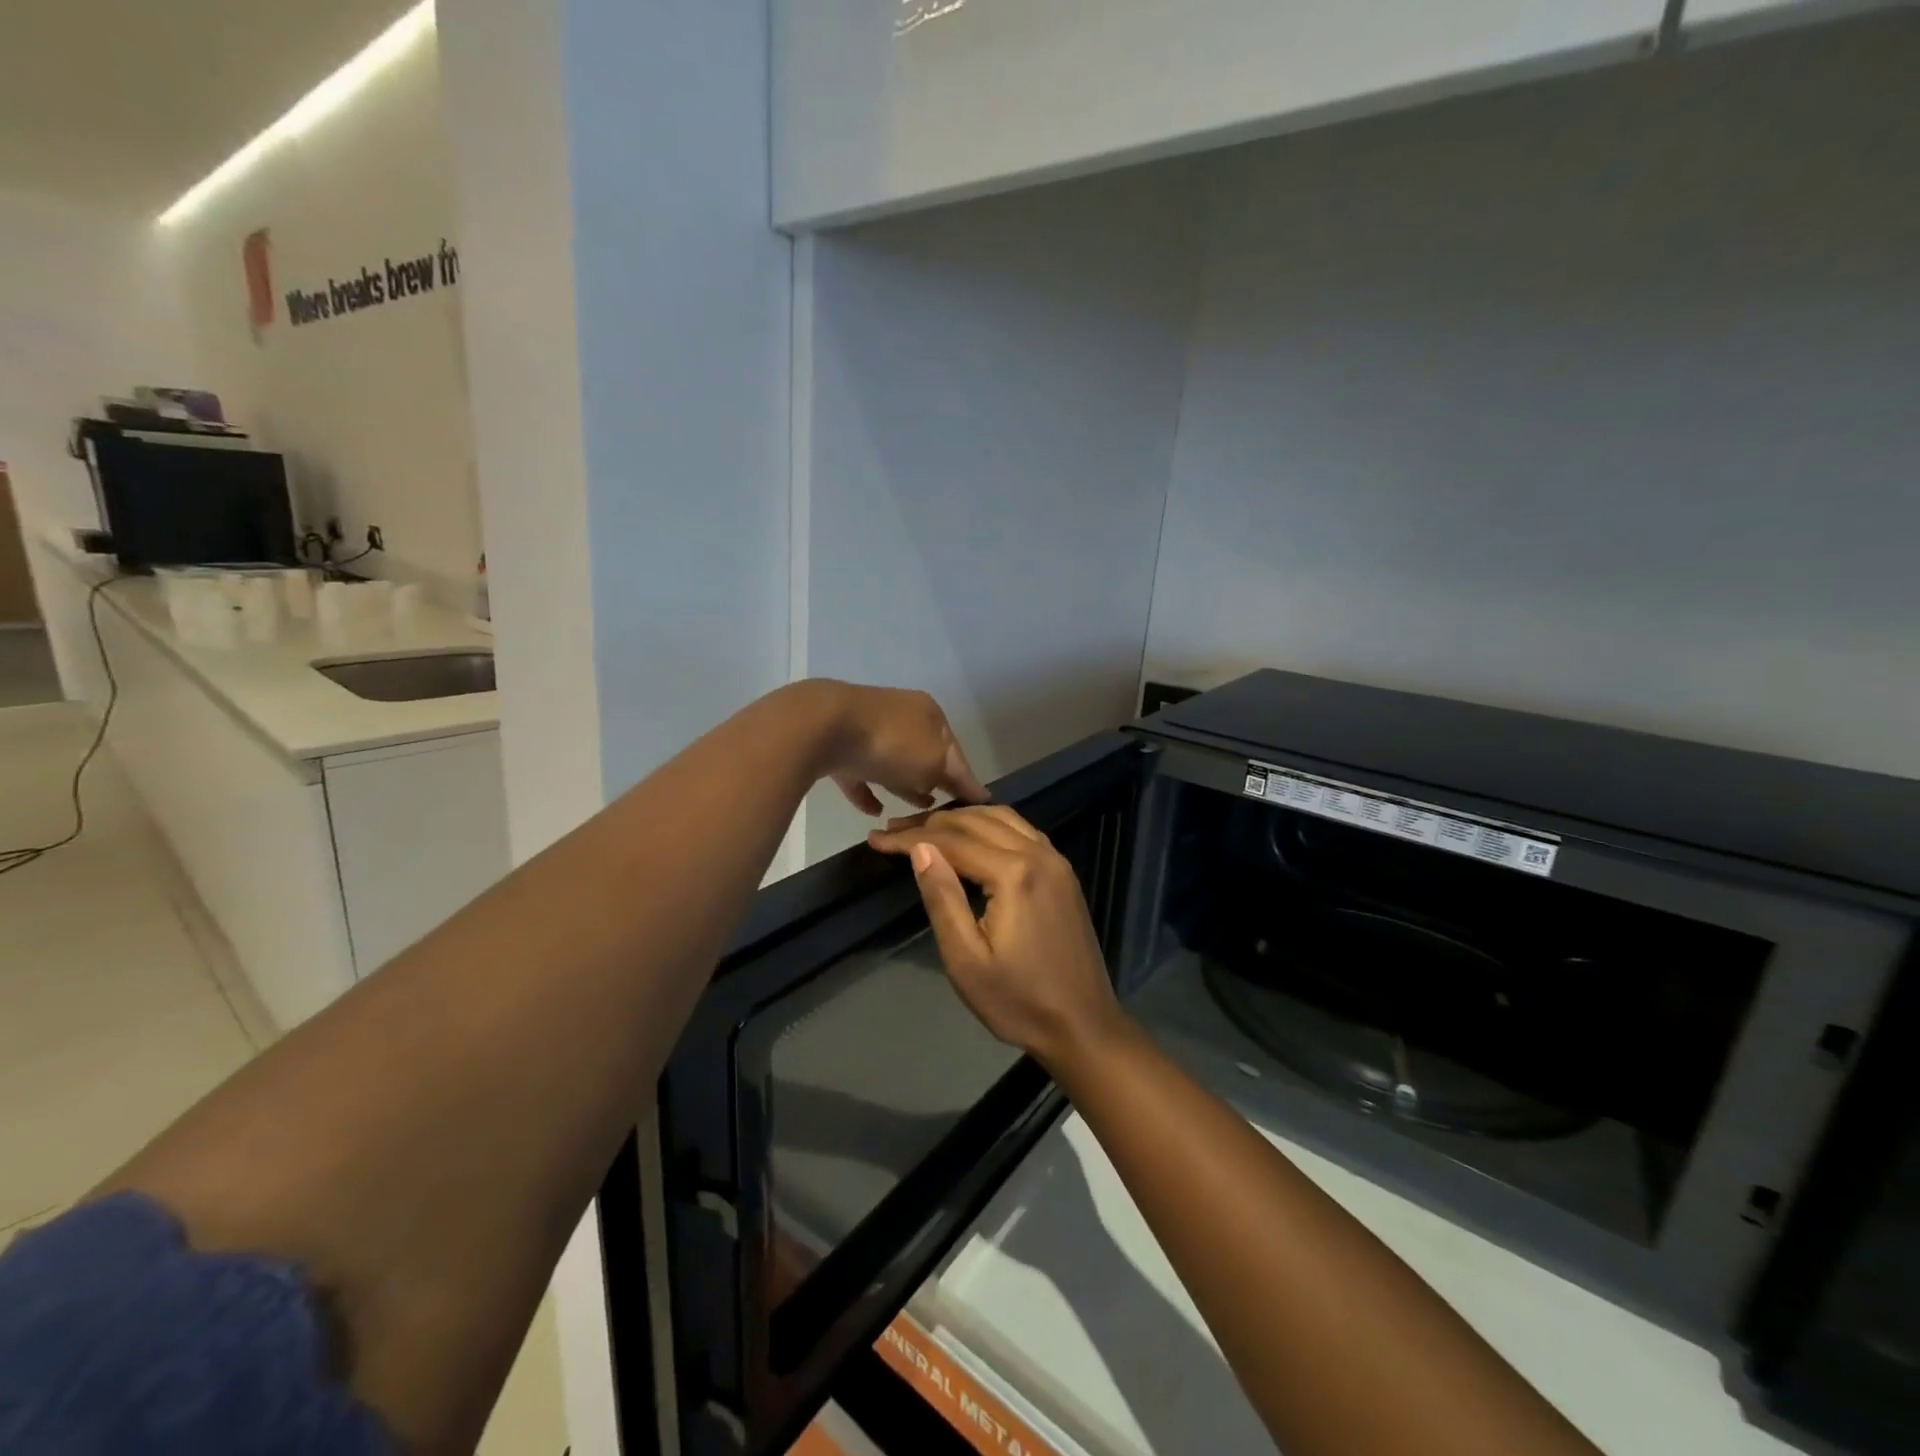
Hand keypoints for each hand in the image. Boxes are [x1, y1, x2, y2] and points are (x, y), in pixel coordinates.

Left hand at [811, 681, 988, 816]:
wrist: (824, 726)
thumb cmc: (892, 743)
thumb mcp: (934, 762)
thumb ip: (948, 776)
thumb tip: (949, 786)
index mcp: (929, 714)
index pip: (956, 751)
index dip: (967, 780)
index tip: (980, 804)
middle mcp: (901, 716)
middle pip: (924, 755)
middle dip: (935, 781)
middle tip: (944, 812)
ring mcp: (867, 730)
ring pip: (893, 763)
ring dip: (903, 786)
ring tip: (913, 813)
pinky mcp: (839, 747)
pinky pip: (860, 775)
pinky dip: (869, 792)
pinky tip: (875, 812)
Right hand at [868, 806, 1123, 1066]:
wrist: (1082, 1026)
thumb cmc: (1017, 1001)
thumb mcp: (966, 959)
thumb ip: (943, 898)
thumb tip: (920, 848)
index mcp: (1013, 874)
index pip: (952, 841)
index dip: (910, 837)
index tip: (876, 838)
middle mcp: (1038, 854)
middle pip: (976, 821)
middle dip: (931, 822)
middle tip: (893, 829)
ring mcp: (1056, 861)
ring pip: (1003, 818)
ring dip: (962, 817)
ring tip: (926, 827)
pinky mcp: (1064, 873)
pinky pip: (1023, 830)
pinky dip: (991, 824)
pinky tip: (973, 835)